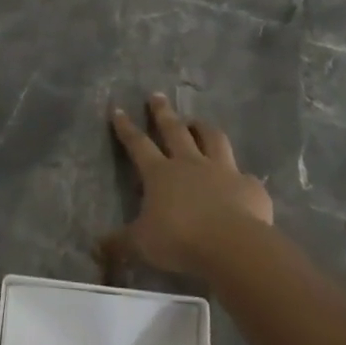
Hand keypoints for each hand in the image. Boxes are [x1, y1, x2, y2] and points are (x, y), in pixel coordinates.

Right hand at [101, 93, 272, 277]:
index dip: (126, 127)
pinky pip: (244, 175)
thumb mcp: (141, 244)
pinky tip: (241, 180)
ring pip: (212, 139)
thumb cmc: (179, 240)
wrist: (232, 245)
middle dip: (163, 112)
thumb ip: (119, 244)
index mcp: (160, 173)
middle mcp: (190, 164)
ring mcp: (223, 171)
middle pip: (174, 130)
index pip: (138, 144)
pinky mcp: (250, 186)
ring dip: (203, 128)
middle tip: (157, 95)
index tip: (118, 108)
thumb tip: (95, 248)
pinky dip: (240, 175)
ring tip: (198, 121)